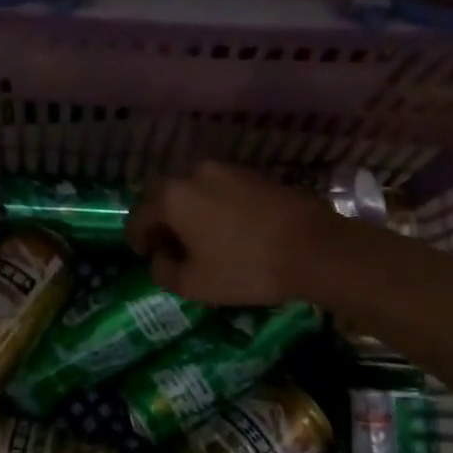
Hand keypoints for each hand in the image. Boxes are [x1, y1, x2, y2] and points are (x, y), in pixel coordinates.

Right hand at [126, 161, 331, 304]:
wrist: (314, 248)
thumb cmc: (246, 267)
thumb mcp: (194, 284)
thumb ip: (164, 271)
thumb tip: (160, 258)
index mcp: (172, 196)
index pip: (139, 215)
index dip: (137, 237)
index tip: (144, 254)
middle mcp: (194, 173)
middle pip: (164, 194)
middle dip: (160, 218)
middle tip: (168, 243)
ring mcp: (227, 169)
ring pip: (194, 188)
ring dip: (188, 209)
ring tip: (199, 236)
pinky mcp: (254, 173)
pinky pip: (220, 188)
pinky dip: (213, 204)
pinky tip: (227, 227)